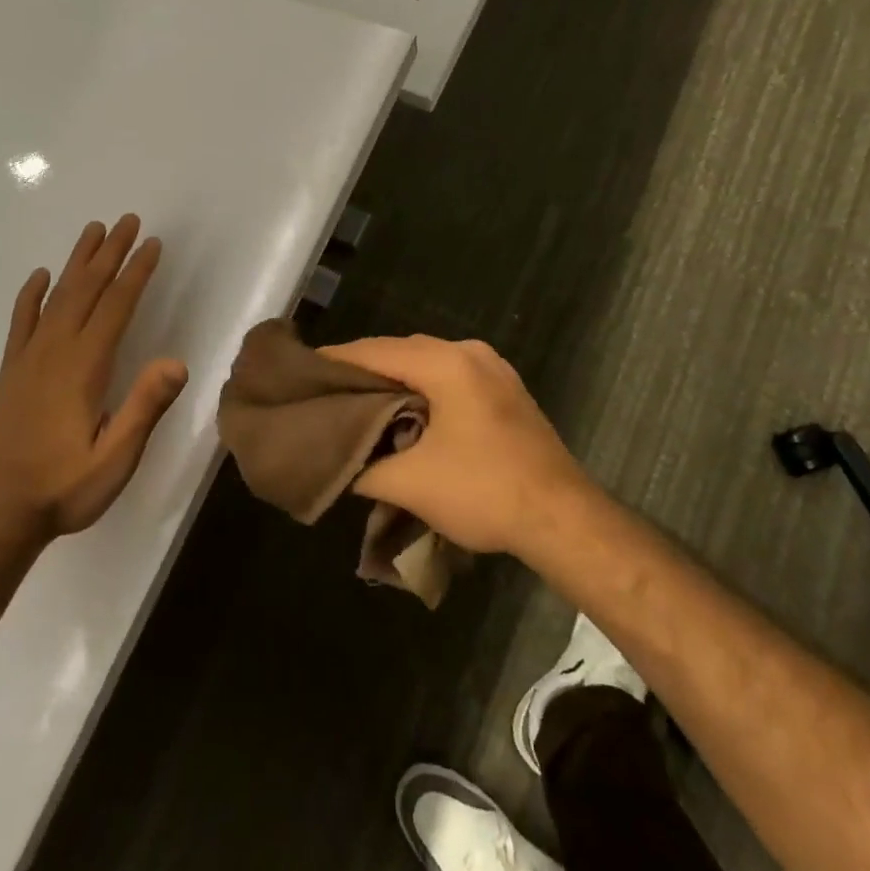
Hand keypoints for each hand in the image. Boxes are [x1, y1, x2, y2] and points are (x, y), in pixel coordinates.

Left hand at [0, 216, 187, 546]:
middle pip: (87, 289)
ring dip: (77, 262)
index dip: (136, 272)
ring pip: (57, 297)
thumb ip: (144, 408)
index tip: (151, 243)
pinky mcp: (10, 373)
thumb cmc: (62, 489)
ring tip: (92, 230)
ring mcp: (27, 359)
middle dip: (110, 253)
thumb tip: (177, 361)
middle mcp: (55, 352)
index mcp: (84, 367)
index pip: (116, 306)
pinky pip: (21, 323)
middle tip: (127, 220)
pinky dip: (31, 296)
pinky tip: (40, 277)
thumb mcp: (115, 459)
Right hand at [318, 335, 590, 557]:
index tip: (304, 372)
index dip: (337, 361)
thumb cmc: (484, 491)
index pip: (375, 351)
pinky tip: (407, 410)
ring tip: (360, 400)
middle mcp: (471, 353)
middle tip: (328, 389)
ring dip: (395, 378)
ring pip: (429, 362)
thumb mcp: (410, 483)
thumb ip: (364, 466)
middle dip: (365, 369)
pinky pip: (451, 376)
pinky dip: (424, 387)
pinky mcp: (507, 390)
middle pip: (402, 351)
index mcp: (446, 363)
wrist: (565, 519)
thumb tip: (337, 463)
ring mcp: (494, 369)